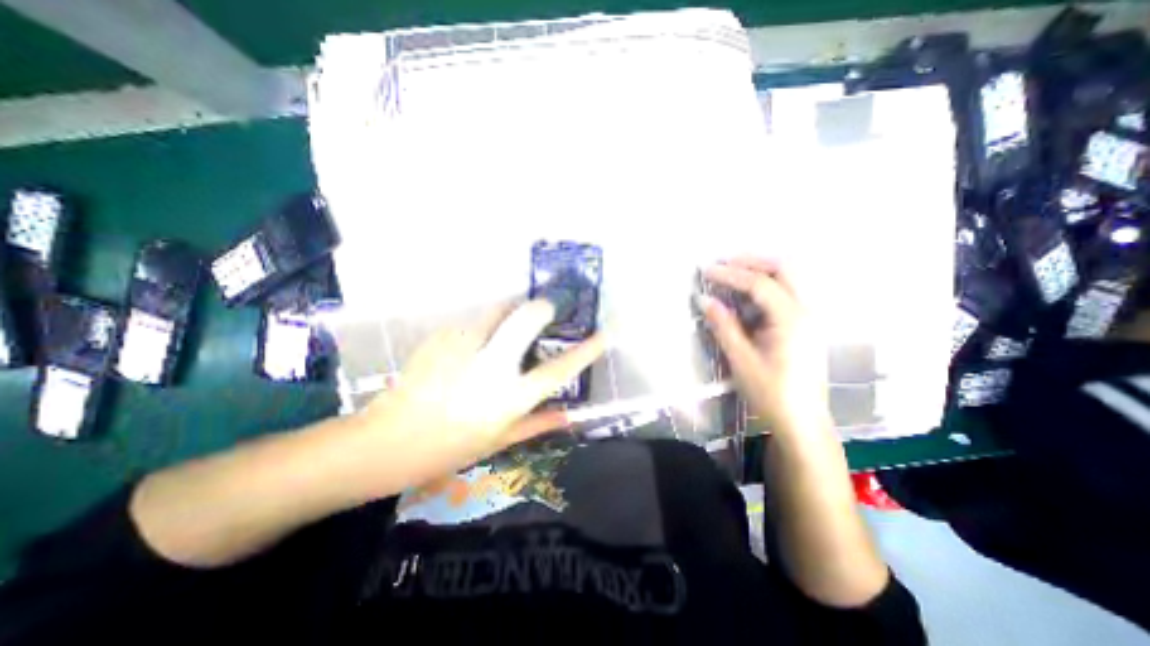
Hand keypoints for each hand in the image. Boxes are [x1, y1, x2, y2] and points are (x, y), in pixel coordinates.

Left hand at [348, 300, 601, 491]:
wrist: (385, 442)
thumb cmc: (447, 449)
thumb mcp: (498, 441)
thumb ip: (537, 424)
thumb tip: (570, 414)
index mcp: (509, 397)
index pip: (559, 369)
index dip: (586, 350)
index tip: (604, 333)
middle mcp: (492, 365)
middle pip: (526, 318)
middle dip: (542, 308)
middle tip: (546, 310)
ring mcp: (464, 346)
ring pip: (497, 310)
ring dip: (509, 313)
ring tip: (505, 328)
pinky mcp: (442, 336)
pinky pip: (472, 321)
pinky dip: (481, 327)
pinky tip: (471, 345)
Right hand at [696, 256, 831, 432]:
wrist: (801, 422)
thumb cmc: (770, 393)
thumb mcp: (741, 360)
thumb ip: (723, 326)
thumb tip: (704, 299)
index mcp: (792, 320)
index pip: (760, 284)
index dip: (731, 275)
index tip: (706, 271)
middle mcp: (806, 312)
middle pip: (784, 270)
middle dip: (752, 262)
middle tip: (724, 263)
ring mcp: (808, 318)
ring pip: (788, 280)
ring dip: (759, 271)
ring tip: (732, 274)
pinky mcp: (804, 327)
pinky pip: (786, 295)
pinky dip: (764, 288)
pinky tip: (745, 296)